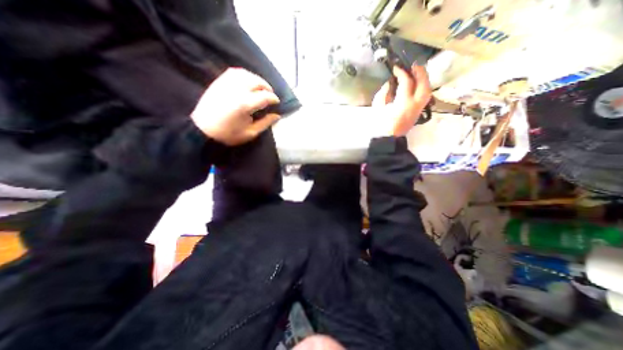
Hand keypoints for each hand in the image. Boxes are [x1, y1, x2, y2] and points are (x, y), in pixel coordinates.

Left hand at [191, 67, 281, 143]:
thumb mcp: (250, 133)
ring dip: (256, 79)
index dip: (273, 98)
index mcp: (245, 104)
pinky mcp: (218, 82)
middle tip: (270, 95)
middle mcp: (237, 90)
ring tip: (260, 87)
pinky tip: (247, 81)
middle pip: (256, 82)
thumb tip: (277, 115)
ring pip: (246, 74)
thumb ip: (265, 123)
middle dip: (267, 87)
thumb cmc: (228, 134)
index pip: (265, 96)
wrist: (202, 130)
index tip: (277, 103)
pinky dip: (244, 74)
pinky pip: (234, 72)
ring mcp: (226, 84)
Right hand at [372, 65, 431, 135]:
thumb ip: (383, 93)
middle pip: (423, 83)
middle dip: (419, 72)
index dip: (401, 72)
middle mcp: (415, 104)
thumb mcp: (378, 107)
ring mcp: (419, 108)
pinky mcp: (419, 112)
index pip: (406, 82)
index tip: (395, 68)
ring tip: (417, 73)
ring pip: (428, 90)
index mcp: (403, 103)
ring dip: (424, 79)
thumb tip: (389, 83)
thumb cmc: (380, 124)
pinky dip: (423, 87)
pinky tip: (417, 85)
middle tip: (412, 66)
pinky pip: (425, 96)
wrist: (388, 138)